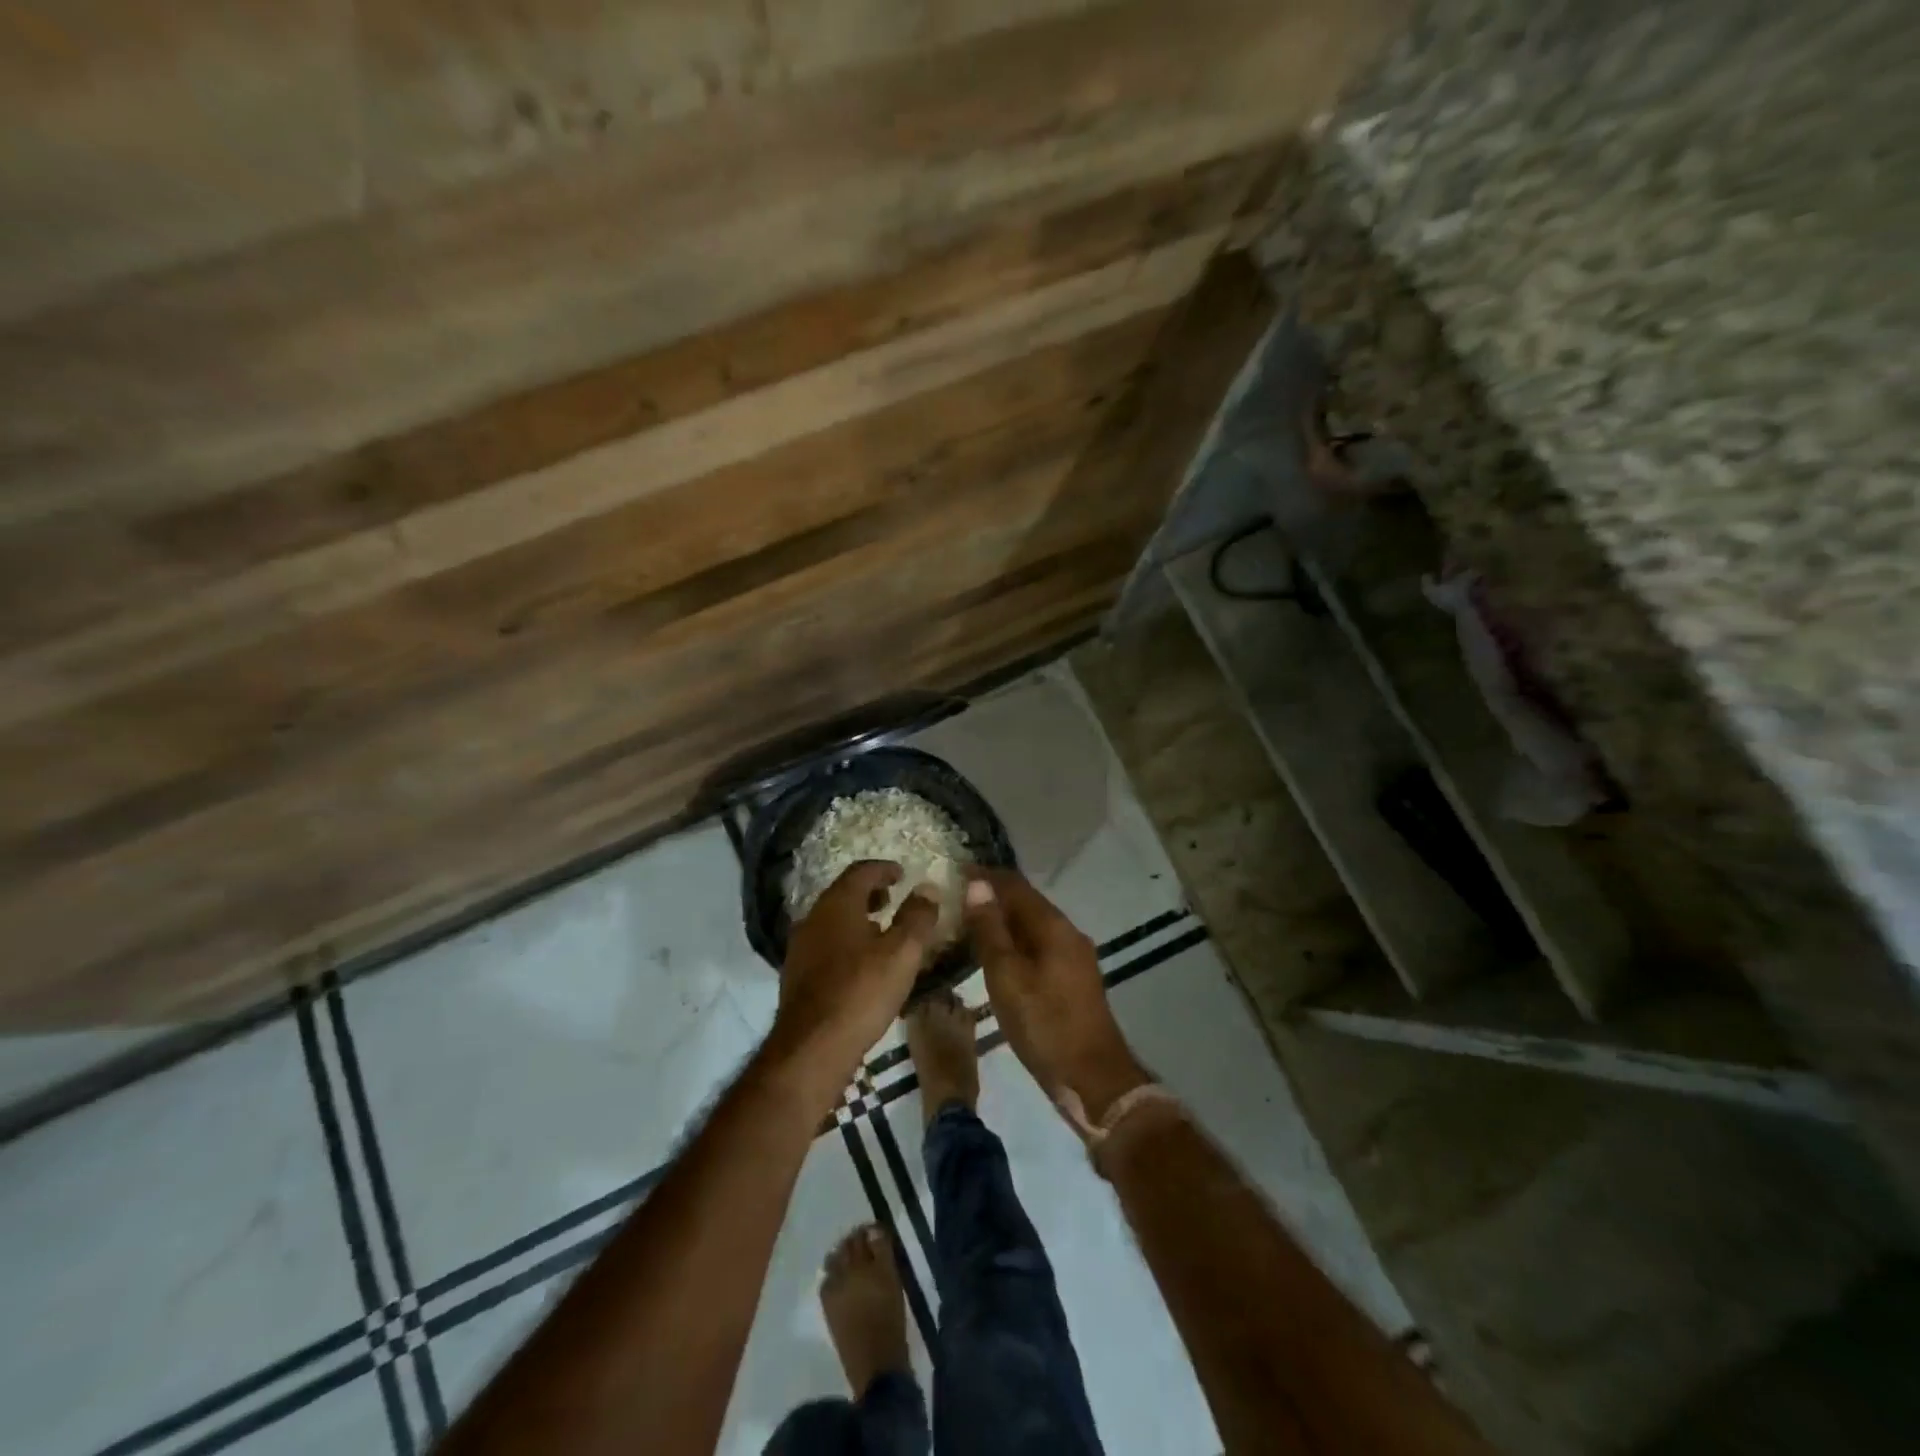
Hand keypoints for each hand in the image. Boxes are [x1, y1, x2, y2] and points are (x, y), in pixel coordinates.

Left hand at [770, 861, 939, 1102]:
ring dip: (857, 918)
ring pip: (832, 920)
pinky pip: (825, 944)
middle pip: (843, 894)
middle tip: (893, 899)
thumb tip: (928, 888)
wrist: (811, 1048)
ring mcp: (800, 947)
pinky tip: (861, 964)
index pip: (860, 872)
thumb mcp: (902, 953)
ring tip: (882, 932)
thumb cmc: (861, 992)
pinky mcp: (796, 975)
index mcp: (837, 904)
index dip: (884, 869)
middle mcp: (813, 918)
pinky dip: (845, 941)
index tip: (902, 874)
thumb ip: (917, 917)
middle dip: (870, 893)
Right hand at [963, 868, 1148, 1120]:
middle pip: (1026, 903)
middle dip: (992, 898)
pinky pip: (1038, 947)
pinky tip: (994, 958)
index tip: (954, 872)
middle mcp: (1067, 933)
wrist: (1093, 1079)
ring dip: (1002, 922)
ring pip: (1032, 927)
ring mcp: (1074, 957)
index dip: (985, 876)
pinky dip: (1014, 944)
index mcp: (1053, 926)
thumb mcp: (1007, 977)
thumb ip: (991, 930)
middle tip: (954, 900)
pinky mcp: (1072, 980)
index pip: (1015, 885)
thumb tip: (977, 884)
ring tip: (967, 926)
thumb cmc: (1044, 1025)